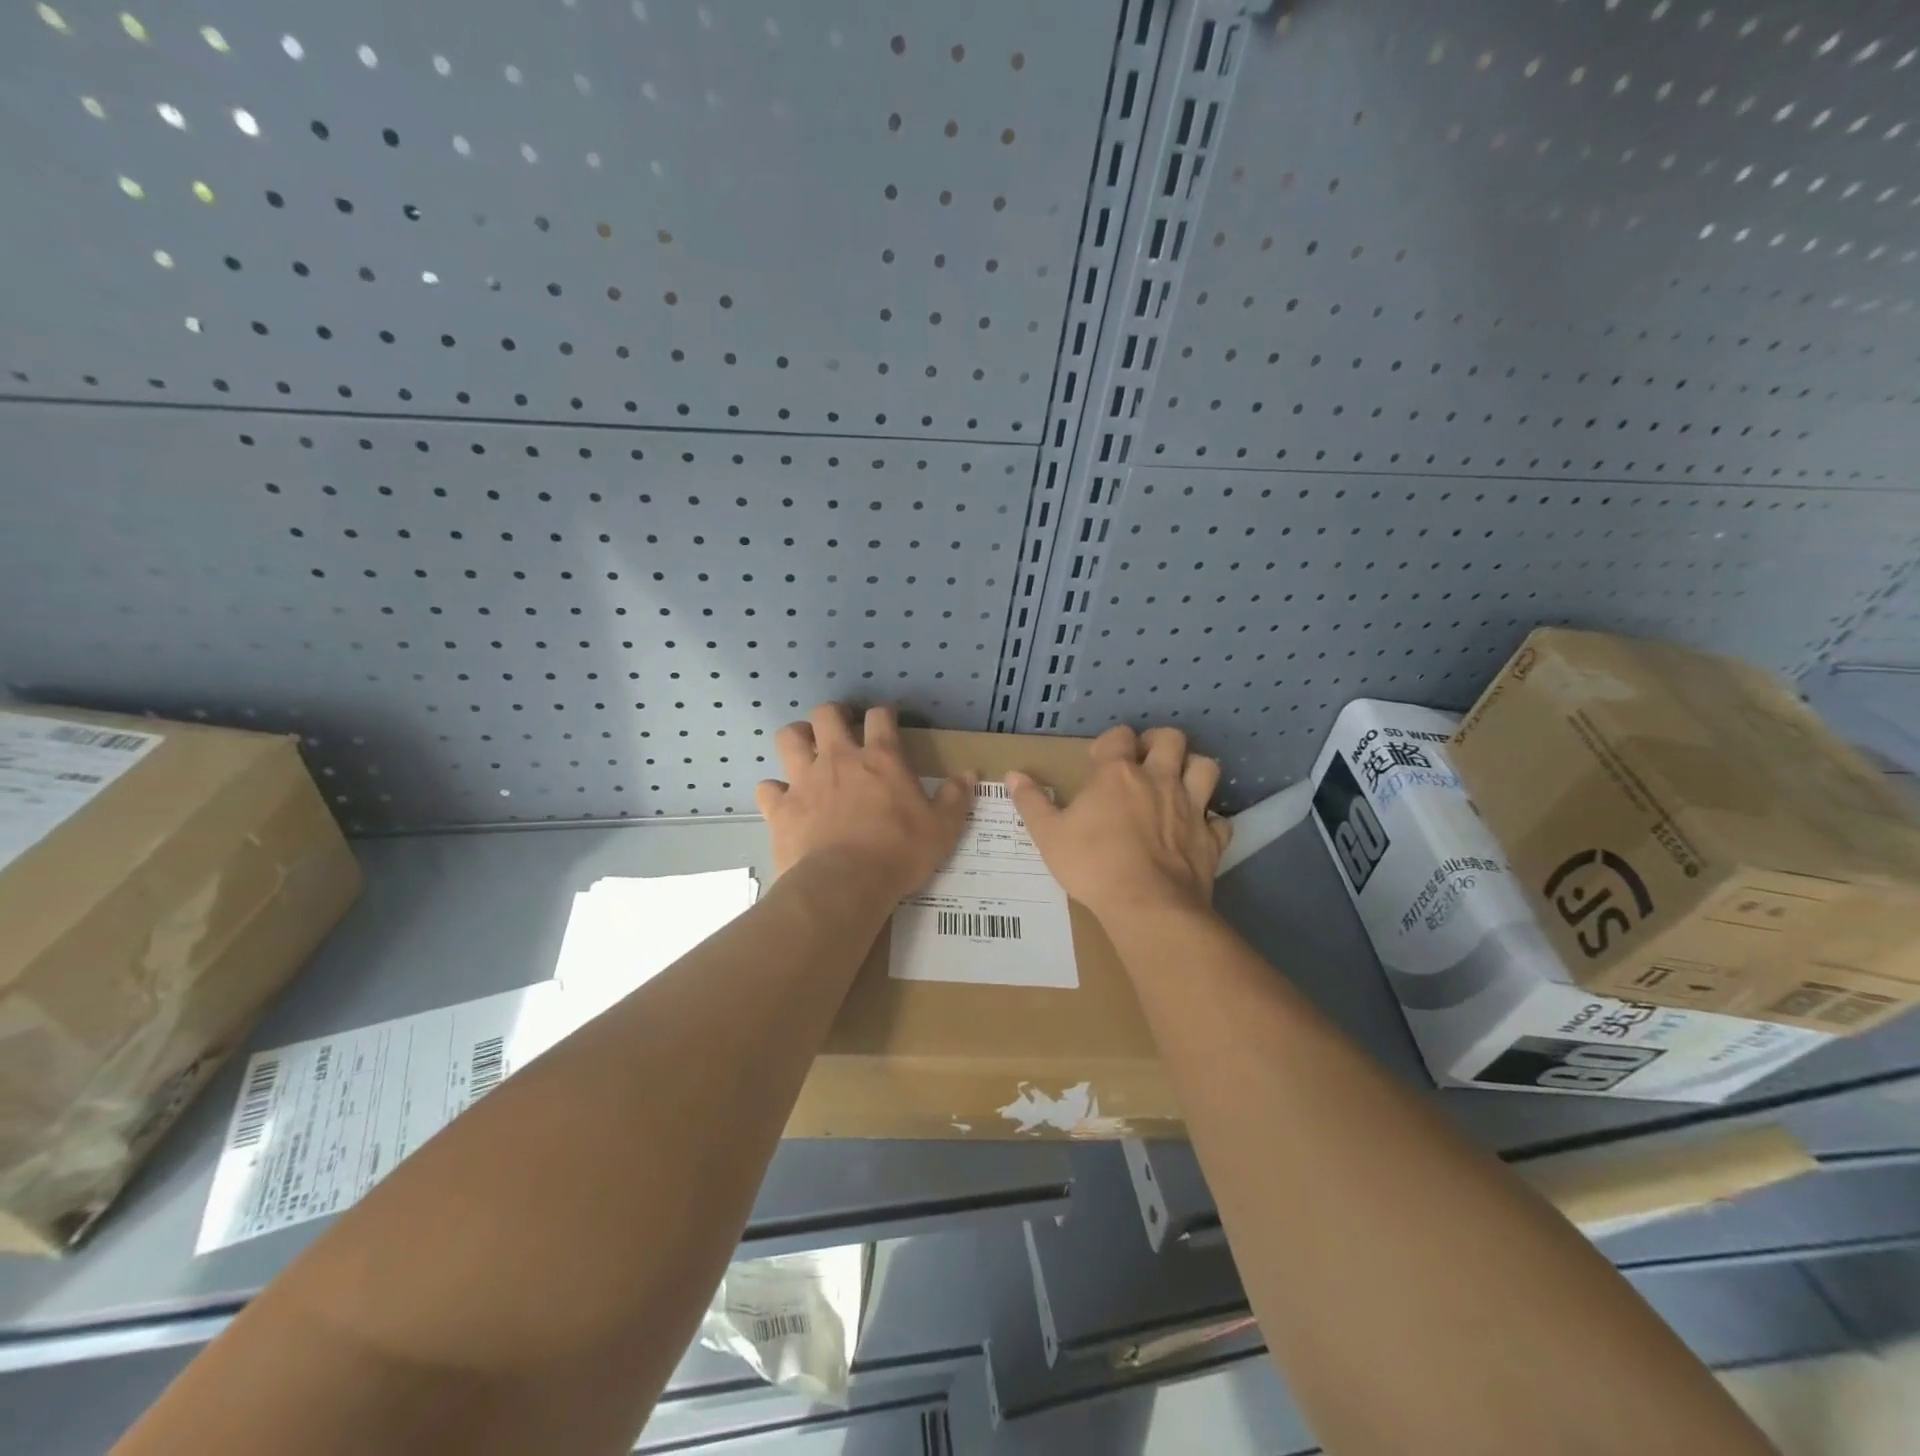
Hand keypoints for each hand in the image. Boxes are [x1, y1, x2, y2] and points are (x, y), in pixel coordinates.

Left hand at [756, 704, 975, 901]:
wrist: (845, 884)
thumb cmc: (898, 853)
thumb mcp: (942, 828)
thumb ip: (956, 798)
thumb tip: (970, 774)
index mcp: (880, 759)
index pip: (880, 717)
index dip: (883, 714)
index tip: (886, 721)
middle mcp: (839, 759)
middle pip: (826, 714)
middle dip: (832, 715)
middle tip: (840, 730)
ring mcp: (805, 780)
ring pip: (789, 738)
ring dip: (797, 738)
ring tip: (805, 750)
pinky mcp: (781, 808)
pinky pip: (768, 788)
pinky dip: (774, 791)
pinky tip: (783, 800)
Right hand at [1007, 725, 1229, 924]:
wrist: (1147, 906)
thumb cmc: (1093, 865)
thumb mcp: (1048, 835)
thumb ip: (1031, 802)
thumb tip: (1013, 775)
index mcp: (1118, 774)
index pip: (1119, 736)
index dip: (1110, 742)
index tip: (1099, 761)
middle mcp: (1159, 780)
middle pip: (1172, 739)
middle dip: (1159, 742)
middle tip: (1144, 761)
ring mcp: (1191, 808)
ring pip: (1206, 767)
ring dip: (1193, 769)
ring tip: (1177, 784)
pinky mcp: (1211, 839)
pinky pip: (1220, 819)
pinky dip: (1210, 820)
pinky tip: (1197, 830)